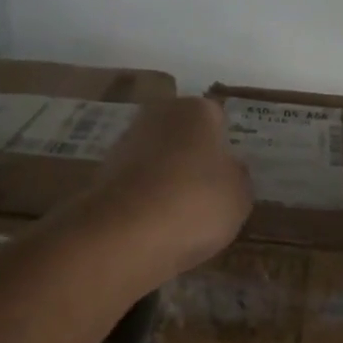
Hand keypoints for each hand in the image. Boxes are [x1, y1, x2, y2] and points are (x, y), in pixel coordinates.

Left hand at [81, 96, 251, 286]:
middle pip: (182, 135)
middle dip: (193, 157)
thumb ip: (238, 176)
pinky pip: (138, 185)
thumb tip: (229, 168)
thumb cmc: (196, 202)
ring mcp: (124, 144)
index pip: (217, 118)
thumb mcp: (240, 194)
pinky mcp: (102, 176)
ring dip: (167, 178)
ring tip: (183, 215)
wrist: (126, 233)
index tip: (231, 171)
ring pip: (157, 159)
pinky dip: (146, 199)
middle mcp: (157, 116)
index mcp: (195, 110)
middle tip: (210, 191)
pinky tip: (158, 225)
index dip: (226, 144)